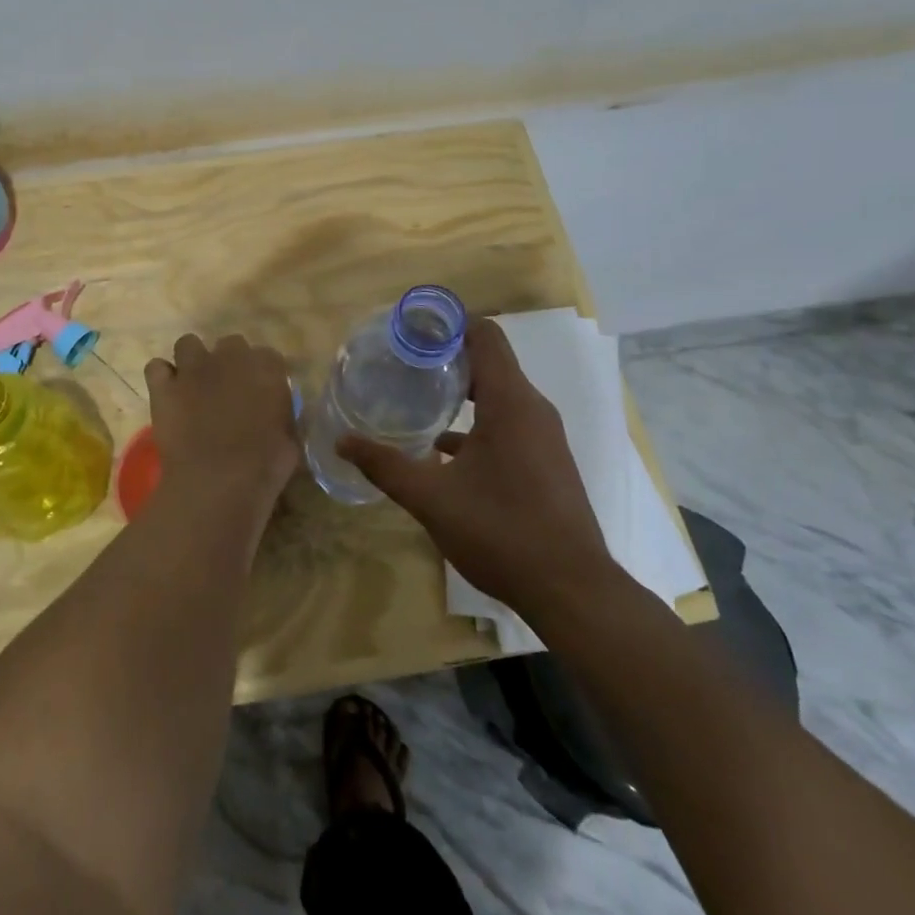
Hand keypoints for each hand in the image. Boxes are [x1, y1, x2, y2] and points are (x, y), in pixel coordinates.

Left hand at [145, 333, 299, 512]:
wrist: (218, 480)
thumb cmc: (263, 466)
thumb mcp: (289, 439)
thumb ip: (281, 414)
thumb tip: (275, 413)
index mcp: (266, 367)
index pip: (268, 356)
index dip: (263, 375)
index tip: (261, 394)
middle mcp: (230, 357)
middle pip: (230, 344)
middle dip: (229, 362)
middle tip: (228, 390)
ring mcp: (193, 368)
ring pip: (188, 344)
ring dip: (192, 360)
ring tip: (194, 385)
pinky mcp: (164, 386)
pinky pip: (156, 367)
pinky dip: (162, 378)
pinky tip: (168, 394)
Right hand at [337, 318, 616, 619]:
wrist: (572, 591)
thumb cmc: (501, 532)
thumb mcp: (431, 499)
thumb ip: (385, 466)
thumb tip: (342, 441)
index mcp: (510, 403)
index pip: (484, 335)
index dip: (449, 323)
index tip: (411, 328)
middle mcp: (533, 409)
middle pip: (489, 361)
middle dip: (447, 357)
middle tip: (402, 361)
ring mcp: (544, 437)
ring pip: (499, 395)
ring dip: (461, 392)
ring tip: (416, 398)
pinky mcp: (546, 461)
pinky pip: (509, 423)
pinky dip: (476, 423)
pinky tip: (441, 450)